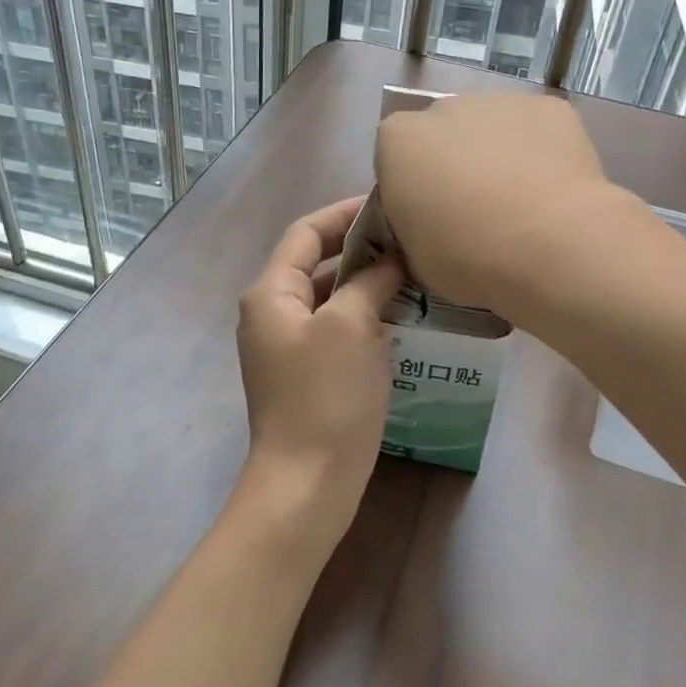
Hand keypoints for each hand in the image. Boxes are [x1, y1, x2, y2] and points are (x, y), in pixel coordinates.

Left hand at [233, 197, 403, 555]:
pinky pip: (336, 328)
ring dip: (367, 283)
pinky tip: (402, 316)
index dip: (345, 213)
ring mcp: (288, 345)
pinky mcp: (306, 373)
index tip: (388, 204)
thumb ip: (368, 281)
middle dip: (361, 248)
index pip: (307, 232)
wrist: (307, 482)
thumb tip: (389, 260)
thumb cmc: (326, 396)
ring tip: (414, 273)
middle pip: (317, 263)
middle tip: (410, 239)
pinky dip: (365, 315)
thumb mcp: (350, 326)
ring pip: (330, 297)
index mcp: (271, 292)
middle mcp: (272, 312)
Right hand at [375, 93, 632, 315]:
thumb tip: (427, 220)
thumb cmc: (467, 257)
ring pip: (491, 128)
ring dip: (497, 155)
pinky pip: (536, 130)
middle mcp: (444, 107)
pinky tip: (553, 190)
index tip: (430, 218)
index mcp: (398, 139)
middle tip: (476, 211)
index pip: (394, 157)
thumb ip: (411, 223)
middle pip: (442, 134)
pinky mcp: (549, 107)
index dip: (411, 188)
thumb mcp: (412, 255)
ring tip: (521, 202)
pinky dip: (540, 152)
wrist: (551, 246)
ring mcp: (500, 101)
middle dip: (454, 163)